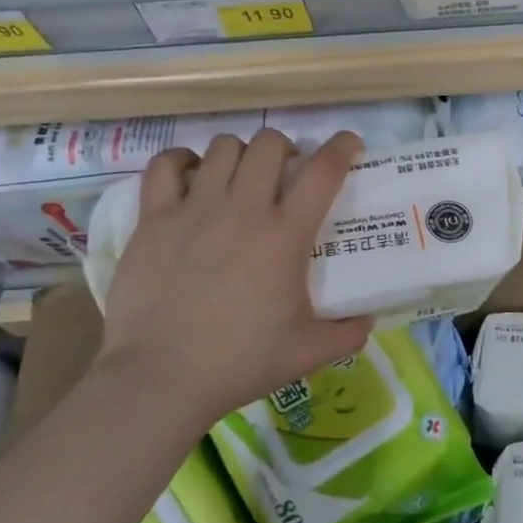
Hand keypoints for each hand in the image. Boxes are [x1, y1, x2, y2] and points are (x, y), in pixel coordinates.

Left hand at [95, 130, 374, 440]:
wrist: (161, 378)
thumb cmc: (241, 362)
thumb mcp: (309, 352)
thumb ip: (348, 333)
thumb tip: (369, 320)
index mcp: (285, 235)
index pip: (323, 171)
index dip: (342, 147)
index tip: (348, 144)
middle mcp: (243, 209)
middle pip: (268, 144)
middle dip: (284, 148)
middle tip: (284, 173)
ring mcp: (194, 210)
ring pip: (222, 148)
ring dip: (239, 154)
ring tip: (239, 177)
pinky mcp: (153, 220)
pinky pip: (164, 166)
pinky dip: (181, 162)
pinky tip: (190, 176)